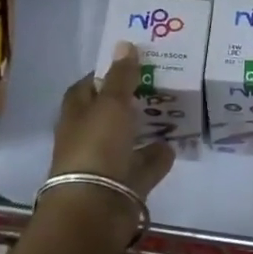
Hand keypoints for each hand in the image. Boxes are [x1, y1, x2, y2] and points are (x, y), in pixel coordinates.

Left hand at [47, 42, 175, 244]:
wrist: (94, 210)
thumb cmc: (96, 147)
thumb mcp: (111, 104)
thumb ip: (121, 76)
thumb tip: (124, 43)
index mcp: (76, 115)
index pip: (87, 87)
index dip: (104, 74)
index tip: (131, 63)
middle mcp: (88, 137)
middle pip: (109, 113)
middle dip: (129, 100)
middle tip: (160, 82)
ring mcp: (106, 164)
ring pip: (127, 141)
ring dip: (145, 128)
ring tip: (172, 110)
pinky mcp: (125, 186)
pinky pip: (143, 166)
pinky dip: (157, 156)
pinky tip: (175, 144)